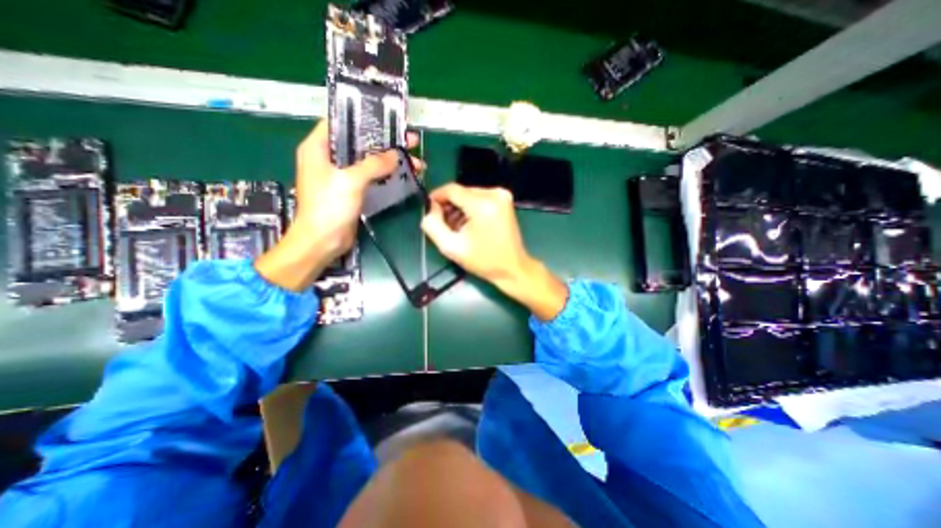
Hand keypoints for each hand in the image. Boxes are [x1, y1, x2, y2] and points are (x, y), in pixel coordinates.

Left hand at [256, 120, 420, 289]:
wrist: (322, 241)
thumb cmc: (328, 207)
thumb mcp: (350, 181)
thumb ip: (373, 164)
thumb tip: (395, 155)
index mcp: (318, 147)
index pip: (340, 122)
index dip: (364, 118)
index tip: (387, 118)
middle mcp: (329, 158)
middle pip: (360, 142)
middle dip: (385, 142)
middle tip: (410, 141)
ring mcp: (341, 175)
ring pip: (368, 161)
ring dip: (390, 160)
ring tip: (415, 161)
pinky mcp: (351, 190)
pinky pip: (371, 176)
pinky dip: (386, 174)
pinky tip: (403, 174)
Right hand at [425, 183, 569, 318]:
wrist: (512, 268)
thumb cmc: (483, 261)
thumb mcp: (451, 247)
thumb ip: (433, 226)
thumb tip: (430, 209)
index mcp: (482, 205)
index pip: (452, 190)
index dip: (437, 197)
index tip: (429, 209)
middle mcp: (494, 194)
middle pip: (461, 192)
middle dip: (449, 206)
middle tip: (444, 224)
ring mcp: (502, 196)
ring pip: (470, 195)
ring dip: (460, 208)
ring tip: (457, 228)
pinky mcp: (505, 200)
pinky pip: (480, 198)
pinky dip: (471, 208)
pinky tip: (469, 224)